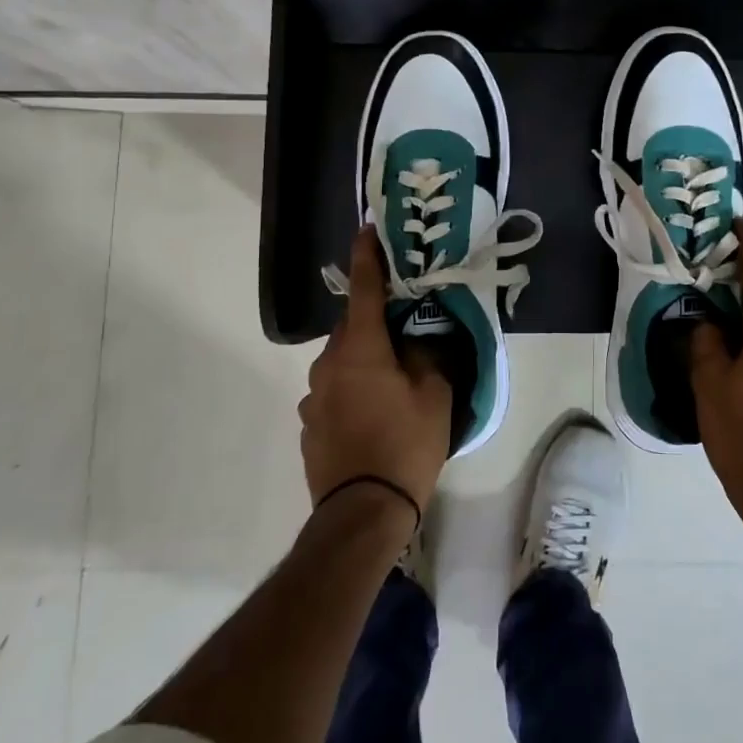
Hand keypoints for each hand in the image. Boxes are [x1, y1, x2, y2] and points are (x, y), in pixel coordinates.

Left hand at [299, 227, 451, 521]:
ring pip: (342, 362)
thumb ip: (427, 355)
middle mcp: (328, 364)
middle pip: (352, 328)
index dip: (368, 257)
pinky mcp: (309, 425)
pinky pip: (334, 392)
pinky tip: (373, 416)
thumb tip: (417, 339)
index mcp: (360, 349)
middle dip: (375, 322)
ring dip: (364, 360)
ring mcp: (313, 397)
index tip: (367, 230)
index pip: (364, 290)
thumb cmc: (405, 444)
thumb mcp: (433, 395)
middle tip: (404, 330)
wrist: (362, 512)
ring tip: (393, 382)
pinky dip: (352, 390)